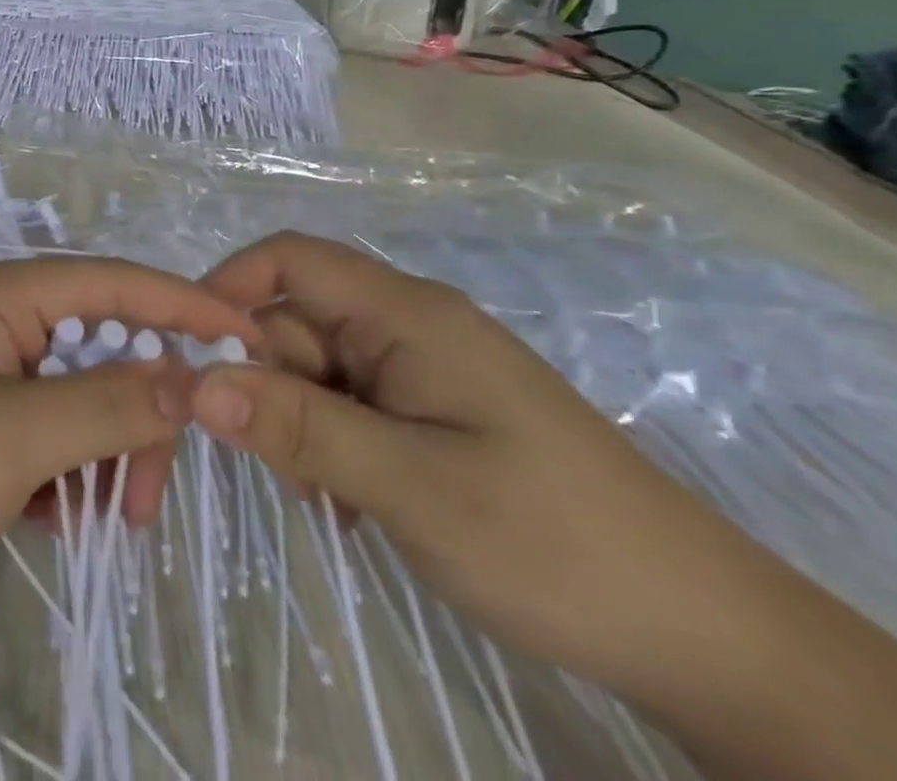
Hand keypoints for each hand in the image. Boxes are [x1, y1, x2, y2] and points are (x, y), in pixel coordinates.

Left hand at [0, 256, 261, 624]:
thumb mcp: (15, 439)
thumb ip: (109, 405)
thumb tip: (191, 376)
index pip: (109, 283)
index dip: (180, 304)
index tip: (245, 336)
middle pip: (100, 349)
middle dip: (136, 416)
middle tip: (146, 494)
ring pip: (79, 398)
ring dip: (103, 455)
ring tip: (97, 520)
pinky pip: (49, 432)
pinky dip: (67, 473)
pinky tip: (54, 517)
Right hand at [188, 232, 770, 696]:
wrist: (705, 636)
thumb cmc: (552, 541)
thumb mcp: (411, 486)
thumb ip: (298, 426)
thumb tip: (194, 382)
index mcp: (405, 313)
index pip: (289, 260)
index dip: (228, 290)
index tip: (191, 357)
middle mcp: (408, 325)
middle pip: (296, 321)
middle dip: (266, 382)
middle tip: (280, 467)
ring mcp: (422, 369)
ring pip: (317, 370)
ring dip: (299, 424)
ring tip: (331, 497)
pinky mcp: (432, 411)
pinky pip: (348, 405)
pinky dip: (331, 445)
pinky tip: (353, 504)